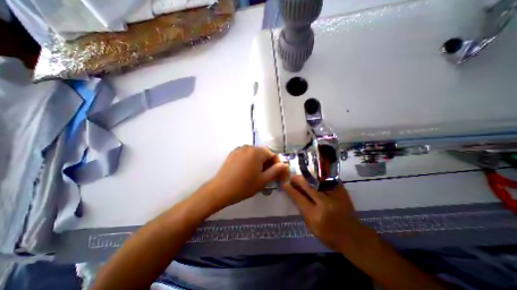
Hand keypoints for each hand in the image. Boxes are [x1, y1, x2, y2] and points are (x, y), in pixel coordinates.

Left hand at [211, 146, 289, 206]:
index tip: (276, 175)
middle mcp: (248, 147)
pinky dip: (250, 161)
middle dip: (267, 163)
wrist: (220, 190)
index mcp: (257, 152)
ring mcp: (239, 149)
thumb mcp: (263, 180)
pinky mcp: (233, 153)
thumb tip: (285, 164)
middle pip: (263, 153)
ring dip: (258, 162)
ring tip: (256, 174)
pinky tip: (246, 171)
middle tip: (266, 176)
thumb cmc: (244, 186)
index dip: (276, 165)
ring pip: (254, 154)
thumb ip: (276, 171)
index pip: (272, 155)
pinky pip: (246, 155)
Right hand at [281, 175, 378, 253]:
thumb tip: (294, 193)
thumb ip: (302, 210)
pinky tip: (314, 176)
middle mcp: (324, 203)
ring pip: (316, 180)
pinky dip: (318, 177)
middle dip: (297, 179)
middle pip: (307, 185)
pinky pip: (326, 179)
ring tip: (302, 176)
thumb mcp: (311, 227)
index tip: (284, 183)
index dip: (290, 189)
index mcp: (315, 215)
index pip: (298, 197)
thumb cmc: (329, 235)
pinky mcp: (342, 191)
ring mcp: (334, 195)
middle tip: (293, 177)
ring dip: (307, 177)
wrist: (353, 236)